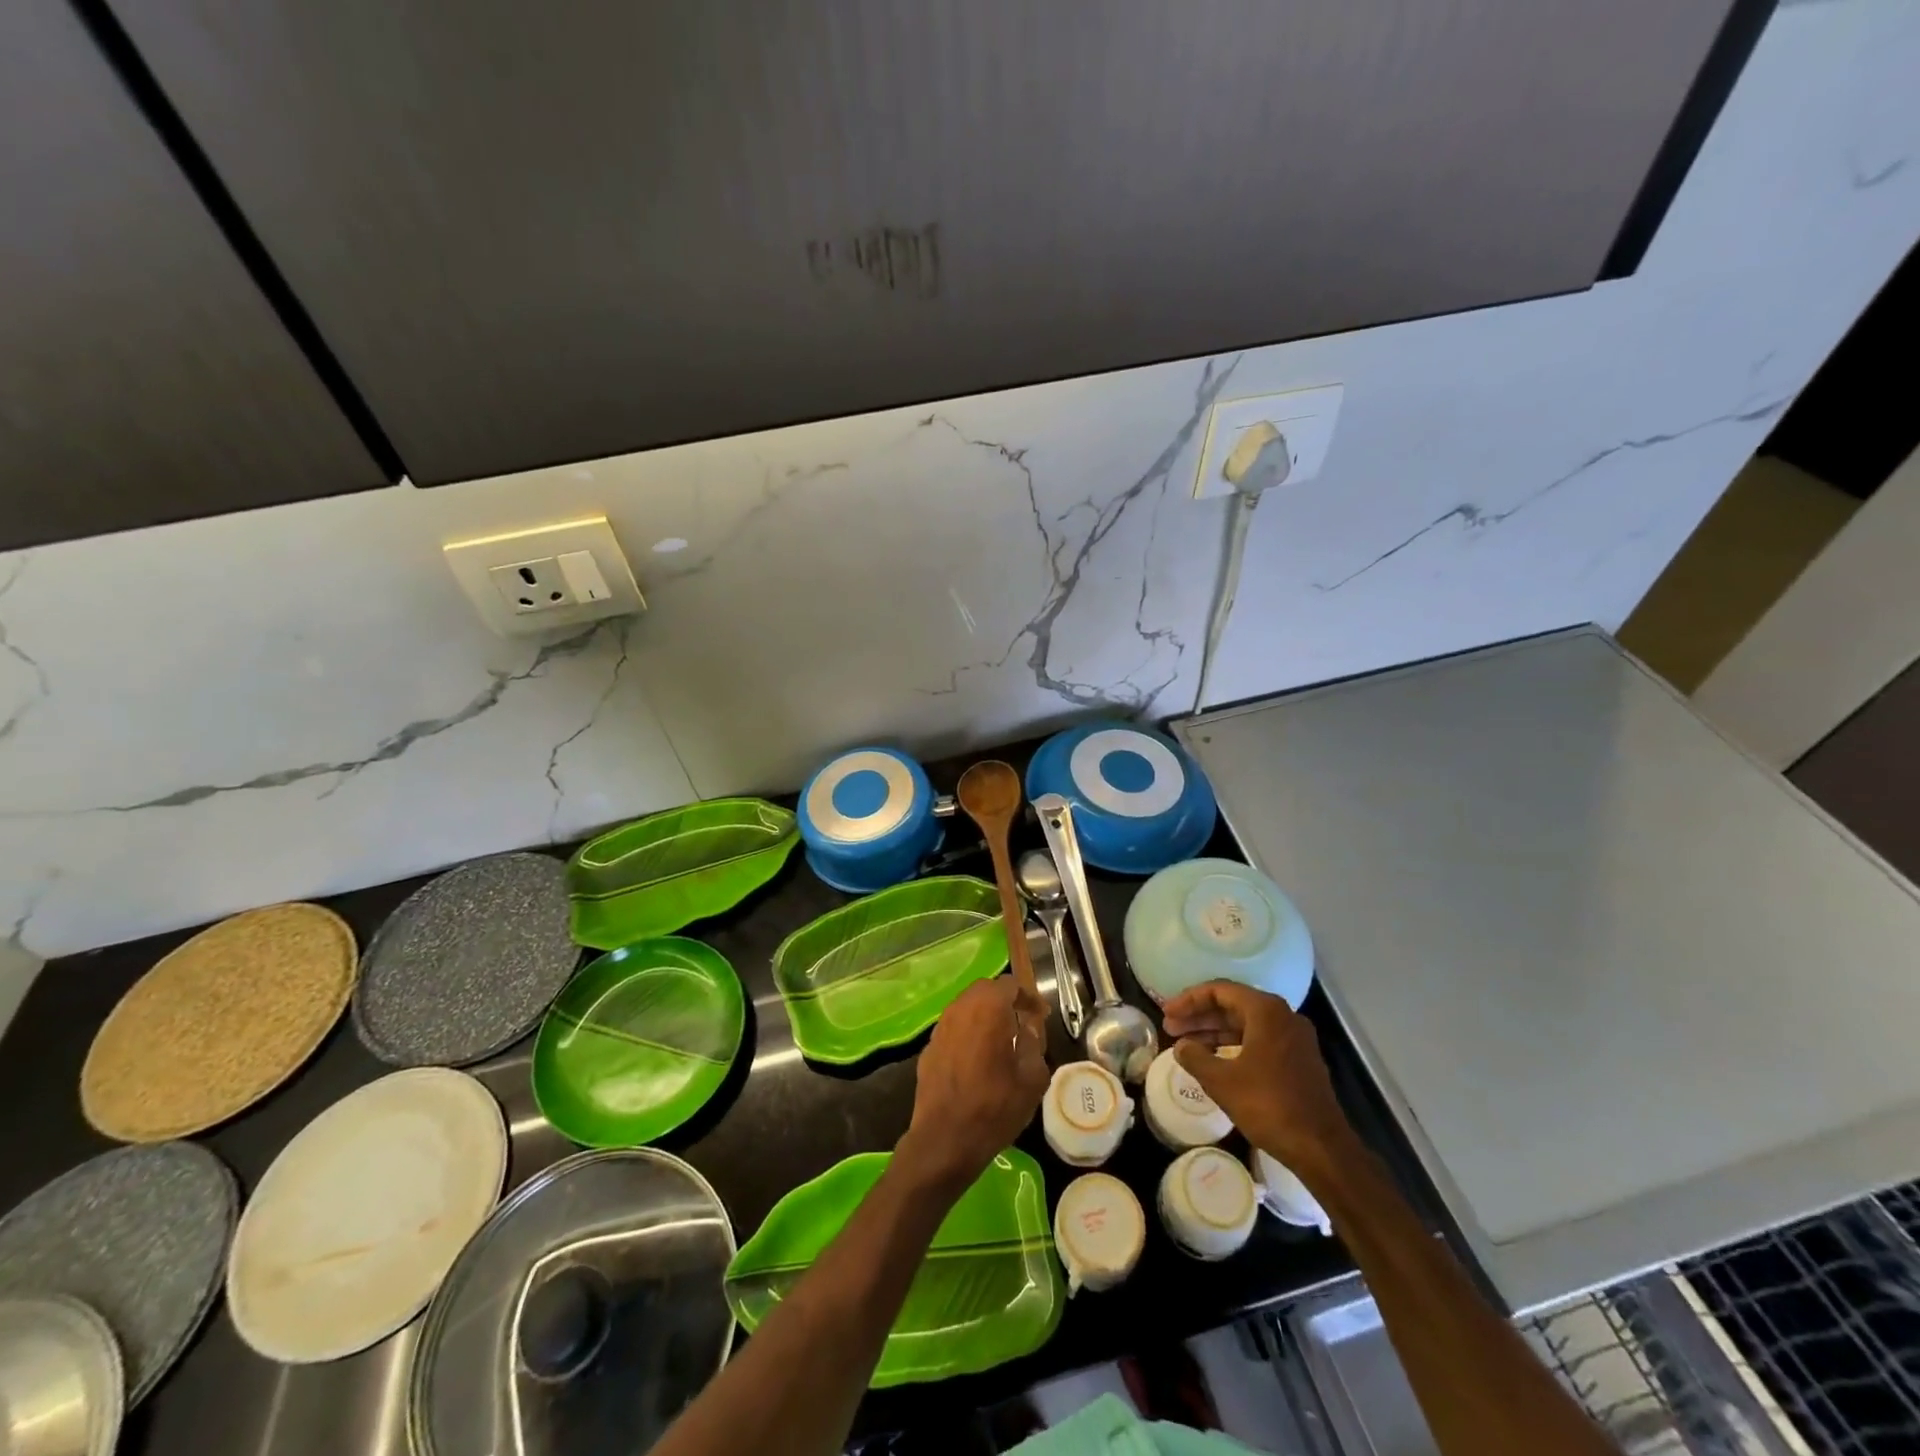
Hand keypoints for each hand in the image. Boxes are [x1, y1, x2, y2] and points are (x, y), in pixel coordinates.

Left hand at [899, 975, 1049, 1192]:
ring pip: (966, 1006)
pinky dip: (969, 1031)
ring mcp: (941, 1027)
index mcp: (988, 1009)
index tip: (1040, 1014)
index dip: (1028, 996)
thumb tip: (1028, 1027)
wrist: (945, 1140)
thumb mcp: (1032, 1079)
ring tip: (1002, 1037)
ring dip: (985, 1014)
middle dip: (1005, 1000)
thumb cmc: (995, 1107)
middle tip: (1022, 1020)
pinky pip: (954, 1027)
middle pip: (985, 990)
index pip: (1009, 985)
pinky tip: (978, 1057)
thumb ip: (1033, 1044)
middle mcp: (960, 1008)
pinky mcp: (929, 1046)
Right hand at [1163, 981, 1352, 1175]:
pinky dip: (1233, 1045)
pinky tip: (1213, 1059)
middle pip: (1232, 1005)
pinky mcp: (1298, 1060)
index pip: (1219, 991)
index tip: (1166, 1012)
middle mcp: (1282, 1016)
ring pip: (1245, 1024)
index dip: (1189, 1000)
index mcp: (1266, 1011)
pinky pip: (1258, 1040)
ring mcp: (1293, 1038)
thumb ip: (1195, 1057)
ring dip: (1214, 1031)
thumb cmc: (1269, 1106)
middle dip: (1199, 1016)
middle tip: (1170, 1027)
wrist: (1322, 1148)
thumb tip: (1181, 1046)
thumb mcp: (1222, 1081)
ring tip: (1185, 1044)